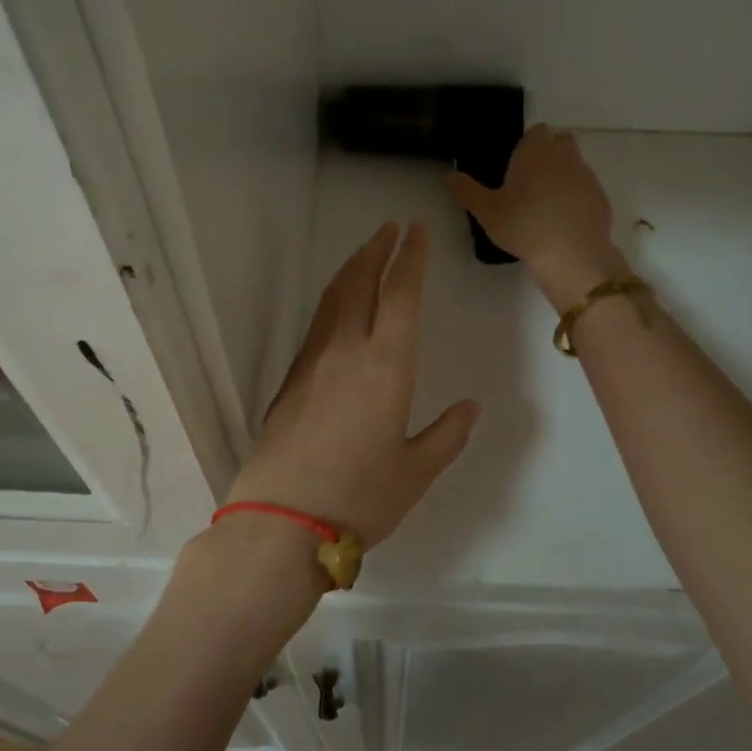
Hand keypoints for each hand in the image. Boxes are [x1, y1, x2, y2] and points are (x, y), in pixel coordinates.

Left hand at [224, 221, 480, 546]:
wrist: (280, 522)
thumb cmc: (359, 497)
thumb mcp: (415, 472)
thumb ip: (447, 435)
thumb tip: (471, 407)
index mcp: (386, 365)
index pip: (401, 294)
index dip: (411, 257)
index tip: (417, 229)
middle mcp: (347, 350)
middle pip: (361, 282)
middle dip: (377, 249)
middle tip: (390, 228)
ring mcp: (313, 361)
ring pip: (334, 297)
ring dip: (352, 268)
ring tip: (366, 253)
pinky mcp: (291, 378)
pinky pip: (318, 322)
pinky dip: (334, 298)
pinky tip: (338, 306)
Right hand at [448, 124, 629, 308]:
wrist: (572, 255)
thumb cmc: (524, 225)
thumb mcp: (486, 211)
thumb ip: (466, 191)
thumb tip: (449, 176)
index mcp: (536, 150)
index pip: (536, 131)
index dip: (526, 145)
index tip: (515, 165)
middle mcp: (565, 155)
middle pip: (558, 142)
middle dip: (547, 155)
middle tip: (528, 182)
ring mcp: (587, 176)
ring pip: (573, 165)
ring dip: (562, 176)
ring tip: (543, 205)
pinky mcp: (600, 198)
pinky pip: (585, 190)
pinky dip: (575, 198)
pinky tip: (562, 221)